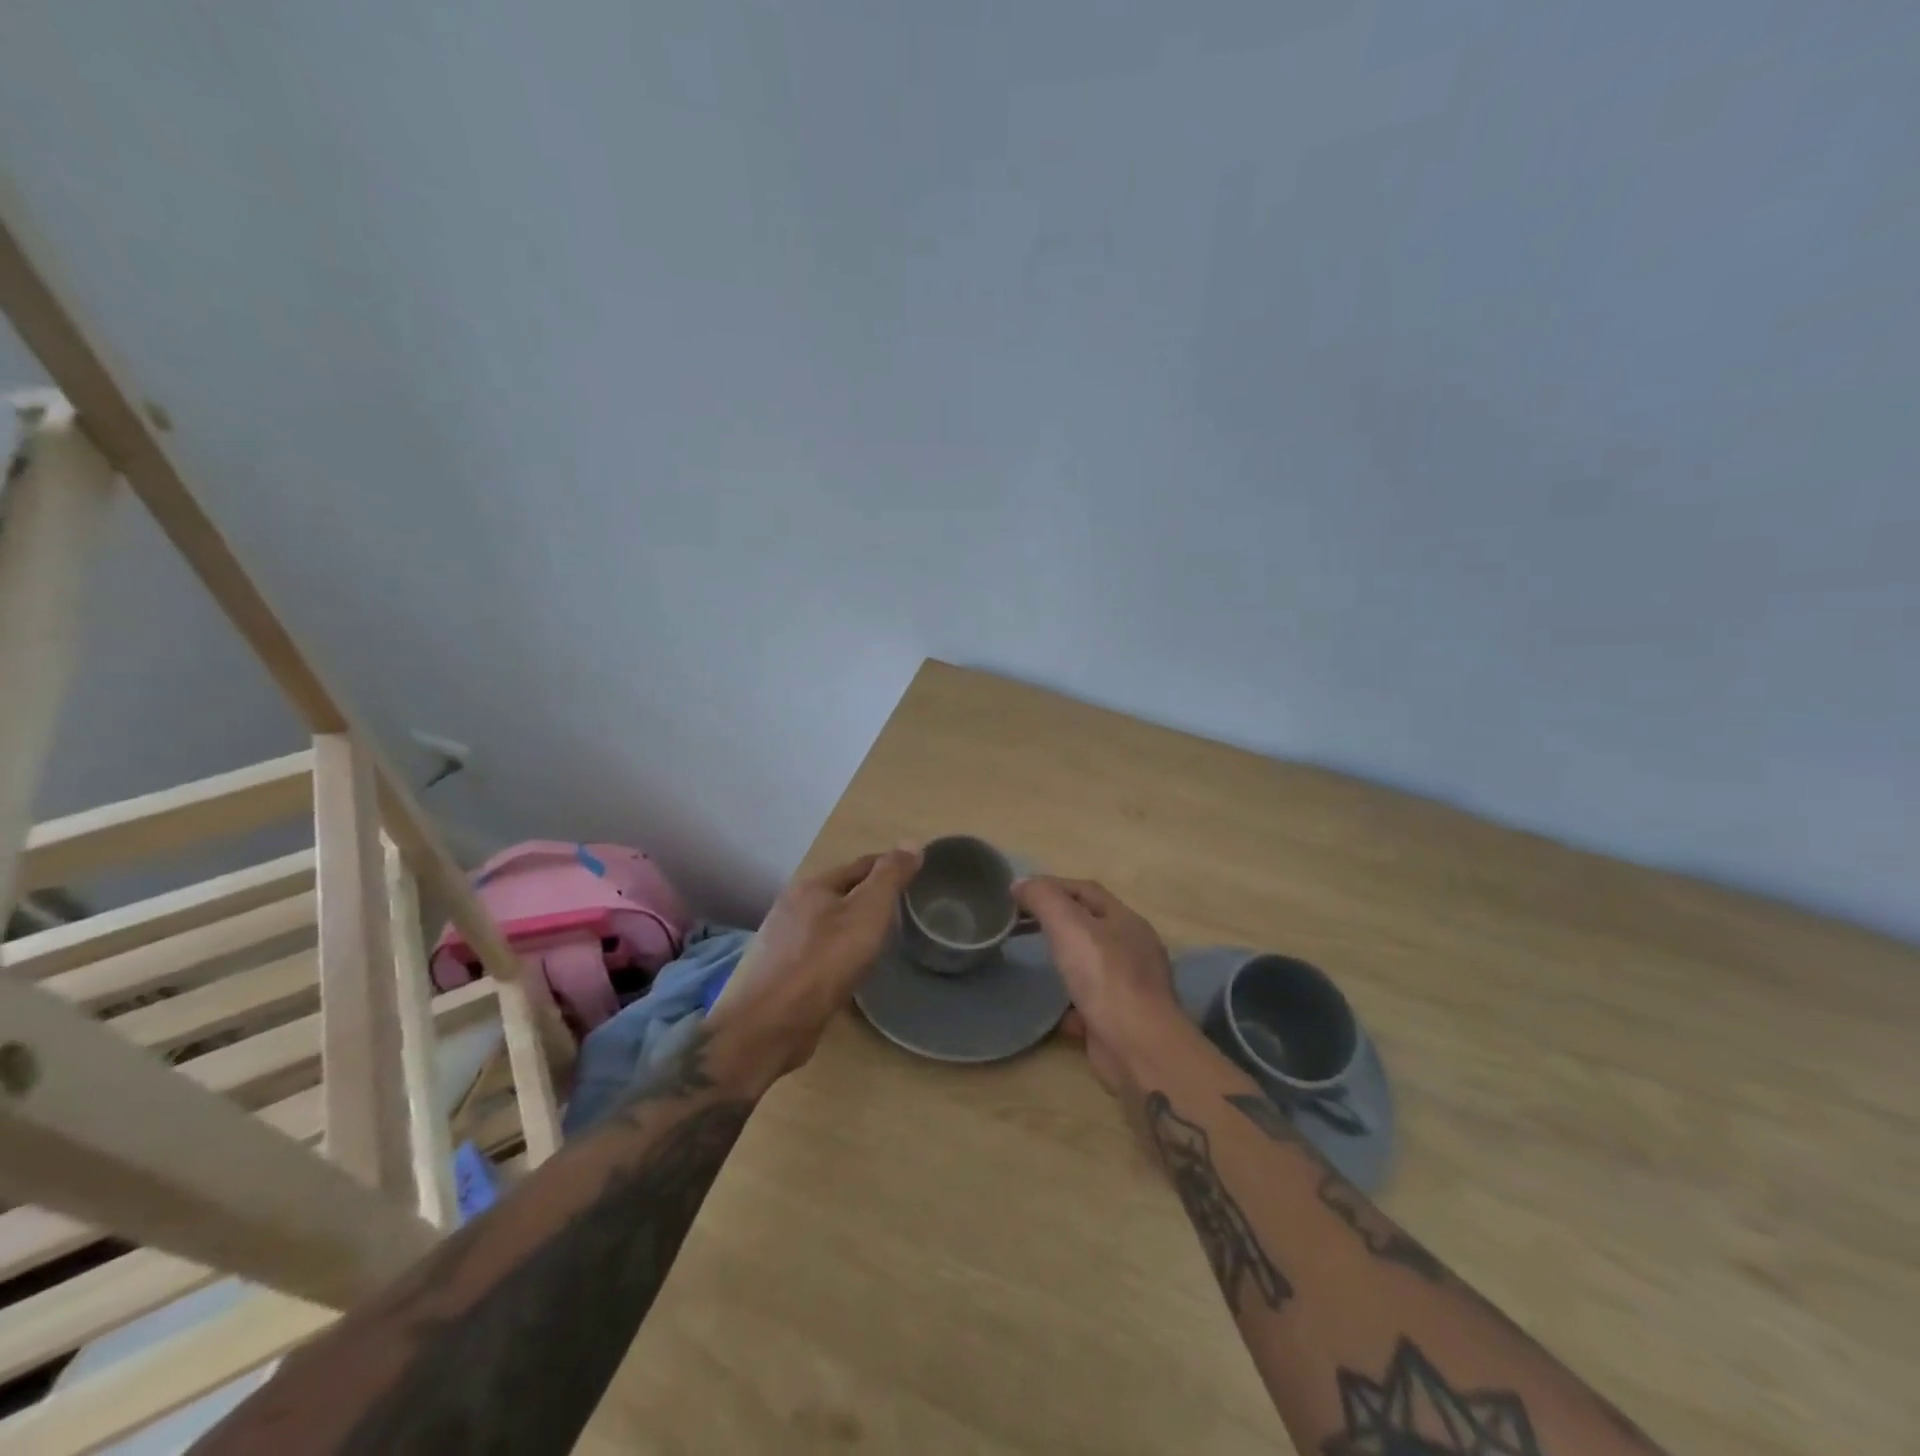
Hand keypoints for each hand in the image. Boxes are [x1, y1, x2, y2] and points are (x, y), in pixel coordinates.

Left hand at [710, 847, 920, 1078]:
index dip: (889, 867)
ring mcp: (782, 942)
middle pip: (841, 893)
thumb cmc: (826, 959)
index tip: (916, 876)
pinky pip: (818, 953)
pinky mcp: (780, 974)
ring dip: (852, 926)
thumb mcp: (868, 910)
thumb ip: (890, 876)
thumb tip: (912, 842)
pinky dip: (838, 952)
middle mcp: (792, 907)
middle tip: (903, 909)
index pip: (860, 865)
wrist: (771, 1023)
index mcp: (812, 885)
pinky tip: (850, 968)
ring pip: (828, 924)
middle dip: (869, 897)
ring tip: (880, 939)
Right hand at [1014, 876, 1183, 1093]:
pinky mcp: (1121, 1020)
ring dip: (1065, 959)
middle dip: (1056, 921)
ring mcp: (1130, 986)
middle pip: (1090, 924)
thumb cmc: (1104, 977)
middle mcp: (1133, 949)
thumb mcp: (1069, 925)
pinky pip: (1091, 1002)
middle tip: (1020, 924)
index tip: (1018, 893)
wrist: (1137, 1047)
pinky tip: (1052, 1009)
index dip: (1051, 886)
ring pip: (1091, 963)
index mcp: (1126, 920)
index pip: (1085, 890)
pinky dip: (1071, 1002)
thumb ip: (1044, 898)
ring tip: (1035, 960)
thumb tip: (1020, 883)